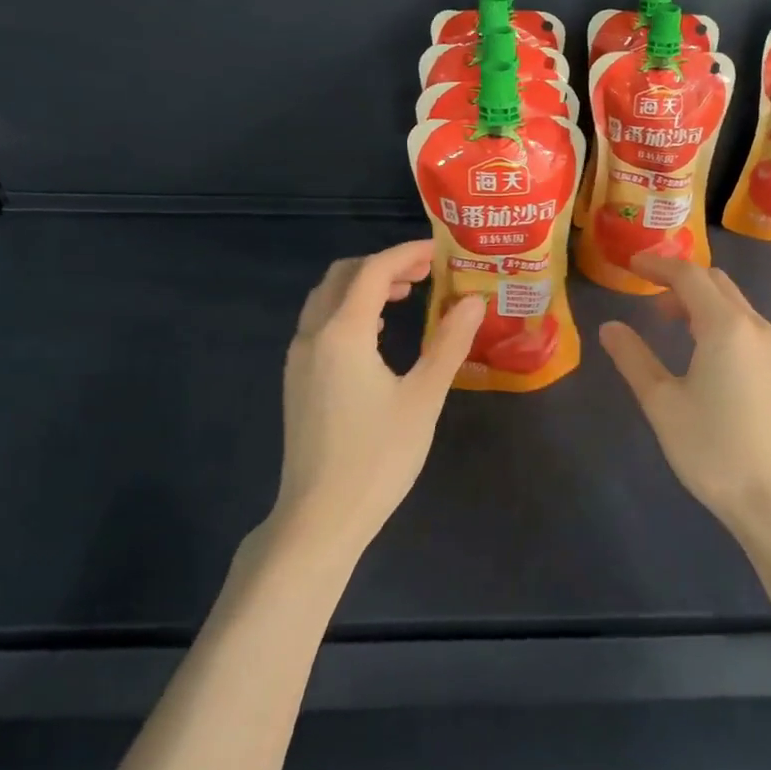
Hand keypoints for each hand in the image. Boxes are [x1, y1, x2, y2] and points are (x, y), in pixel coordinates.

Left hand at [272, 239, 482, 557]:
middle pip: (342, 276)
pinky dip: (349, 310)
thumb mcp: (423, 398)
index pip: (373, 271)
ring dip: (363, 285)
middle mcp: (313, 336)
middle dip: (384, 265)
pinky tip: (378, 332)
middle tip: (426, 272)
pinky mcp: (297, 381)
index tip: (441, 252)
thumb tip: (473, 300)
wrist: (320, 517)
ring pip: (326, 298)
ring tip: (406, 294)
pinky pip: (320, 323)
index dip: (407, 254)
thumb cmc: (378, 456)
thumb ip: (449, 343)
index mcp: (343, 333)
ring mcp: (299, 359)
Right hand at [598, 255, 770, 538]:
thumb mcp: (661, 402)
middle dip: (679, 278)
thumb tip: (610, 327)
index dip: (658, 266)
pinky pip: (743, 323)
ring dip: (698, 299)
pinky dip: (715, 317)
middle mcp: (753, 326)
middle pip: (715, 282)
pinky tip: (696, 346)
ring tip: (664, 318)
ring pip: (732, 302)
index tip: (630, 265)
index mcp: (725, 326)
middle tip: (644, 288)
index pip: (689, 276)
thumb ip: (633, 358)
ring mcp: (770, 347)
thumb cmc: (711, 448)